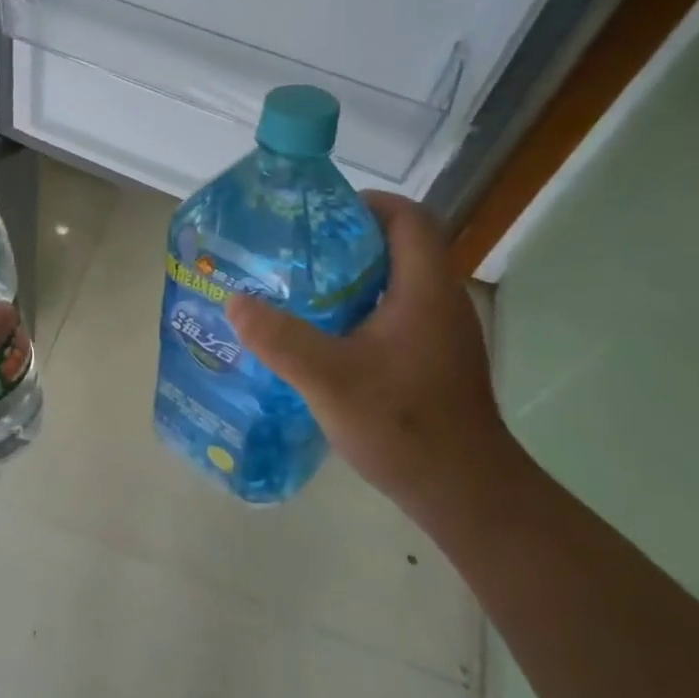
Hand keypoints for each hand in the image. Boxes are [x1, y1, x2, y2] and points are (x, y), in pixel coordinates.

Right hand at [224, 192, 524, 524]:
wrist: (463, 493)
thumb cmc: (404, 425)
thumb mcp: (330, 380)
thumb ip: (281, 338)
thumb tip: (235, 301)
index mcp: (424, 289)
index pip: (409, 217)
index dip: (366, 204)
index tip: (318, 217)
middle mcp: (439, 301)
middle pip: (398, 246)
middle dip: (345, 241)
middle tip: (294, 254)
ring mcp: (439, 332)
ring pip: (394, 282)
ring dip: (350, 278)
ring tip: (298, 291)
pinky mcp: (432, 358)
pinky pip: (393, 313)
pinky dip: (358, 310)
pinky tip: (322, 337)